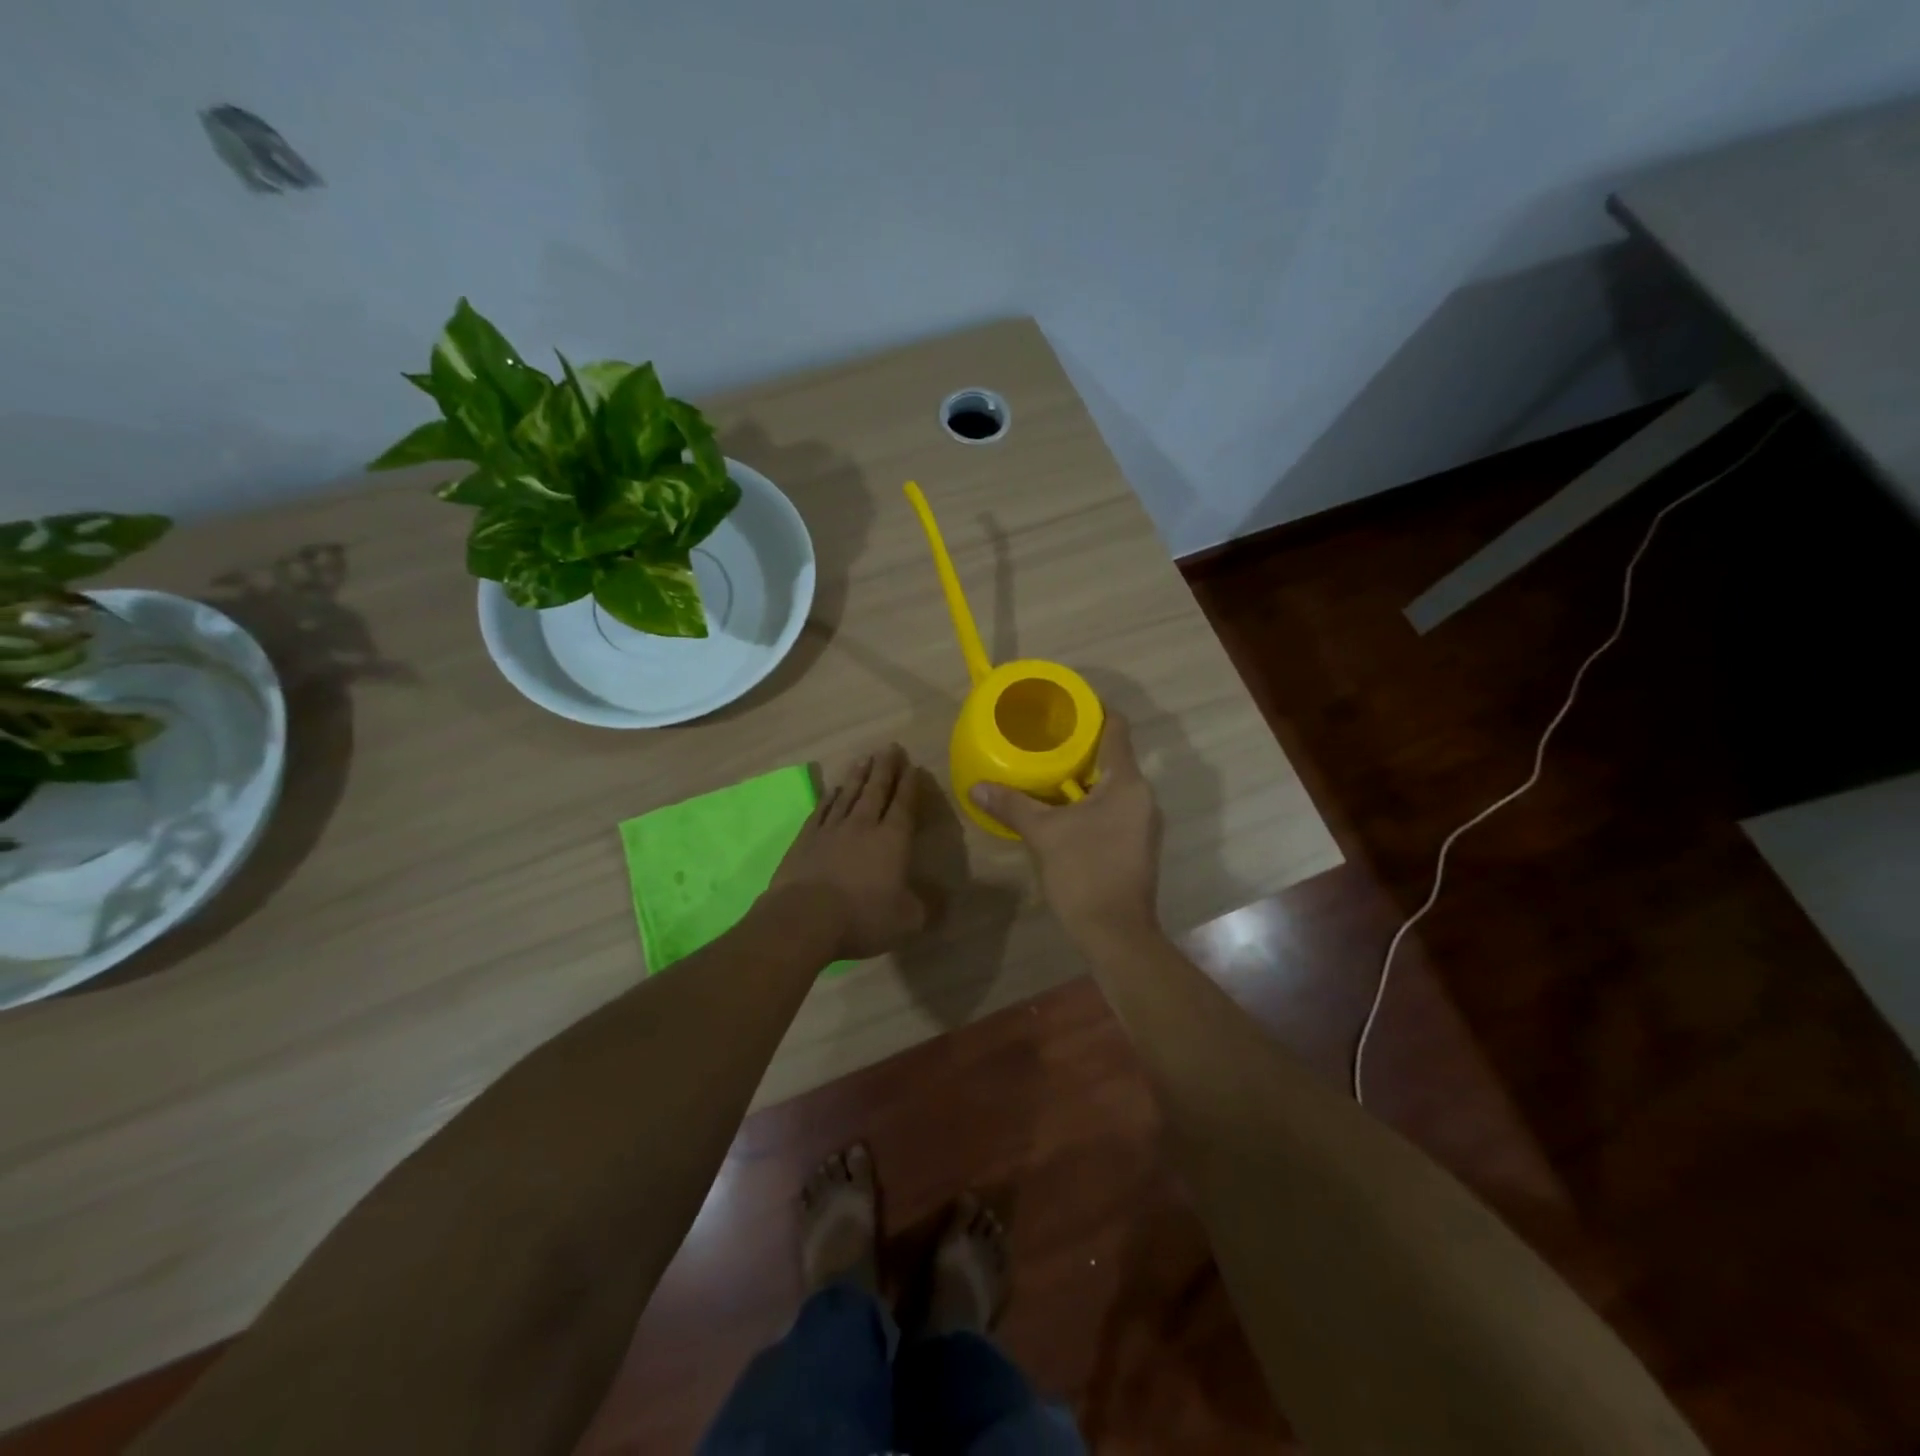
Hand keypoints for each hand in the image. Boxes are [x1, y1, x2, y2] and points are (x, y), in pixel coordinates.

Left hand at [769, 743, 926, 959]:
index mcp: (892, 840)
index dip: (910, 785)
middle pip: (876, 790)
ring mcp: (831, 829)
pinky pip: (822, 810)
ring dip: (858, 775)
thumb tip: (942, 899)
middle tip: (890, 747)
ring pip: (849, 794)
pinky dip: (830, 796)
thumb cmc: (863, 918)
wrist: (805, 918)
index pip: (904, 805)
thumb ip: (925, 907)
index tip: (913, 766)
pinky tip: (834, 789)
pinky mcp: (806, 839)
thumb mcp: (907, 921)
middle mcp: (863, 826)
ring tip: (865, 757)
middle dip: (886, 768)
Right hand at [969, 714, 1161, 941]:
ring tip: (1047, 771)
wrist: (1116, 933)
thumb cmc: (1085, 873)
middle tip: (1043, 739)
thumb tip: (977, 787)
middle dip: (1079, 747)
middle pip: (1113, 757)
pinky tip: (1062, 810)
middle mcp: (1143, 796)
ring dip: (1083, 777)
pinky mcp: (1137, 844)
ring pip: (1113, 785)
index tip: (1065, 705)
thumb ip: (1012, 804)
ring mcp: (1143, 822)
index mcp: (1127, 783)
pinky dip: (1090, 801)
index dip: (1093, 710)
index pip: (1116, 728)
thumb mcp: (1043, 834)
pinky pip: (1114, 808)